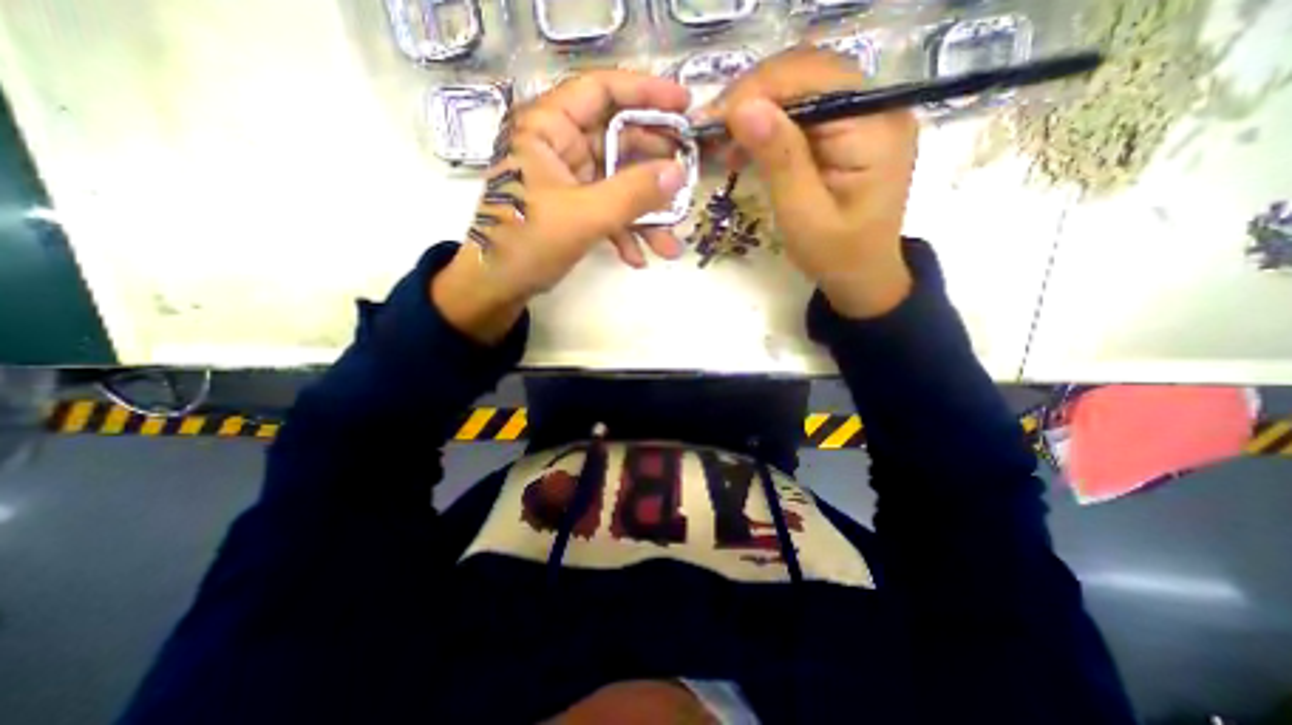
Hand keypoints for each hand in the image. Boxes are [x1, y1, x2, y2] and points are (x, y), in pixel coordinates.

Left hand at [430, 71, 692, 340]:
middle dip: (655, 171)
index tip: (685, 105)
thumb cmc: (529, 243)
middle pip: (619, 142)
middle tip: (688, 184)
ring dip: (646, 216)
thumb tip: (679, 173)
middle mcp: (560, 147)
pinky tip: (638, 259)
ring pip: (619, 184)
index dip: (646, 92)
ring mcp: (569, 180)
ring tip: (670, 245)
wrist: (498, 287)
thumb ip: (634, 193)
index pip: (601, 91)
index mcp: (549, 128)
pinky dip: (625, 233)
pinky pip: (608, 210)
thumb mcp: (585, 216)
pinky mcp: (574, 208)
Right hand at [704, 46, 917, 315]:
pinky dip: (770, 123)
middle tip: (712, 130)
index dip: (757, 91)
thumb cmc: (836, 255)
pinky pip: (804, 109)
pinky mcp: (849, 129)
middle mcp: (877, 107)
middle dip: (753, 97)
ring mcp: (865, 115)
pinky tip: (747, 145)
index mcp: (874, 127)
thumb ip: (779, 160)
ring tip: (724, 140)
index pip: (812, 79)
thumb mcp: (802, 214)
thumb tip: (743, 108)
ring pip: (802, 87)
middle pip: (808, 74)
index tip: (712, 121)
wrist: (863, 275)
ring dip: (758, 108)